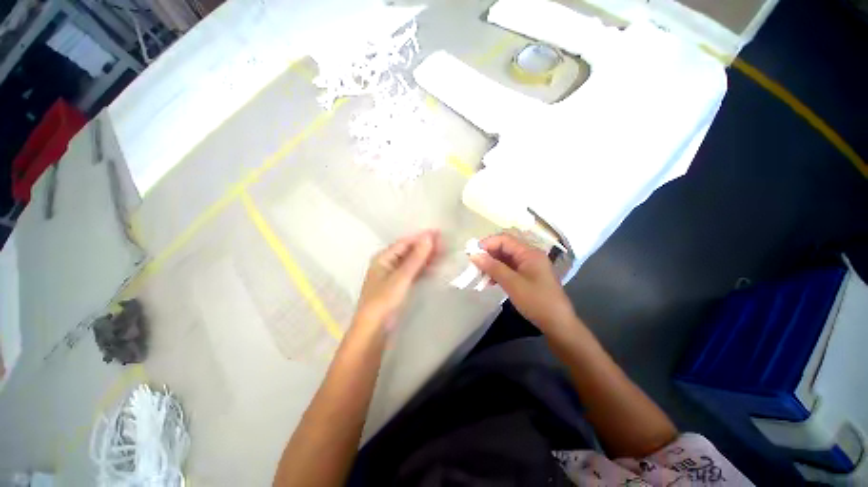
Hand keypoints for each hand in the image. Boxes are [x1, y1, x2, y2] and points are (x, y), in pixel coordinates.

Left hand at [353, 230, 439, 334]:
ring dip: (425, 258)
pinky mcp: (397, 287)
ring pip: (411, 262)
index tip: (439, 233)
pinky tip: (433, 268)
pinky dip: (422, 269)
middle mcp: (387, 264)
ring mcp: (392, 276)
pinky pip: (412, 273)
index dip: (421, 237)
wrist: (373, 330)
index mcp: (383, 258)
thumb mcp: (402, 277)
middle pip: (408, 251)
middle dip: (425, 247)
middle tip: (444, 244)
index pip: (405, 242)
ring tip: (442, 254)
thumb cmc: (384, 300)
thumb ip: (416, 257)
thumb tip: (429, 237)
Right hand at [470, 234, 575, 332]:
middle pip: (505, 248)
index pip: (505, 239)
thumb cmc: (536, 301)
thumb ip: (493, 267)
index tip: (472, 254)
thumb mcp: (512, 283)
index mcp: (529, 253)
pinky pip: (510, 269)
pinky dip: (499, 273)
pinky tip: (490, 282)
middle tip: (474, 266)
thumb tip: (474, 255)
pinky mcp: (528, 276)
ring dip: (492, 265)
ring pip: (506, 259)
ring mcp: (529, 266)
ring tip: (480, 275)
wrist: (558, 324)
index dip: (487, 244)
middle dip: (488, 255)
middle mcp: (530, 255)